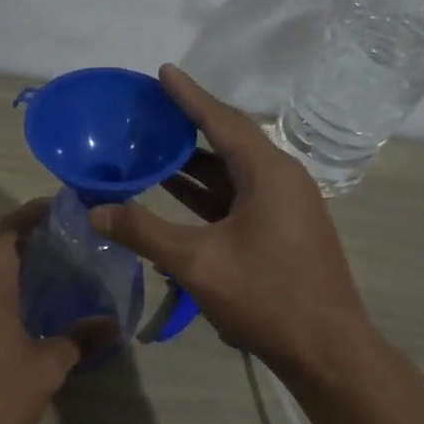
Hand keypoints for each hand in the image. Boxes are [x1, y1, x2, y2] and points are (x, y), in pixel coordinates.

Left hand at [0, 201, 114, 423]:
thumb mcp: (46, 369)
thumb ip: (78, 340)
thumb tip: (111, 325)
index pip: (8, 233)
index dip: (30, 215)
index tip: (57, 209)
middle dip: (30, 248)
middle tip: (67, 252)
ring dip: (14, 276)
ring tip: (52, 284)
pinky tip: (24, 318)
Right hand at [90, 66, 372, 376]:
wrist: (328, 351)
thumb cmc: (267, 297)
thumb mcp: (197, 262)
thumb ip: (143, 231)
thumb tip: (95, 209)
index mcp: (268, 173)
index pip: (222, 120)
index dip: (189, 96)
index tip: (163, 72)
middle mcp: (280, 178)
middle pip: (228, 139)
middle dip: (188, 124)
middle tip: (149, 109)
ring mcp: (284, 205)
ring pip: (231, 170)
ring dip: (193, 161)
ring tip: (152, 144)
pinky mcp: (280, 228)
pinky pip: (237, 195)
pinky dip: (206, 190)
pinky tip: (174, 190)